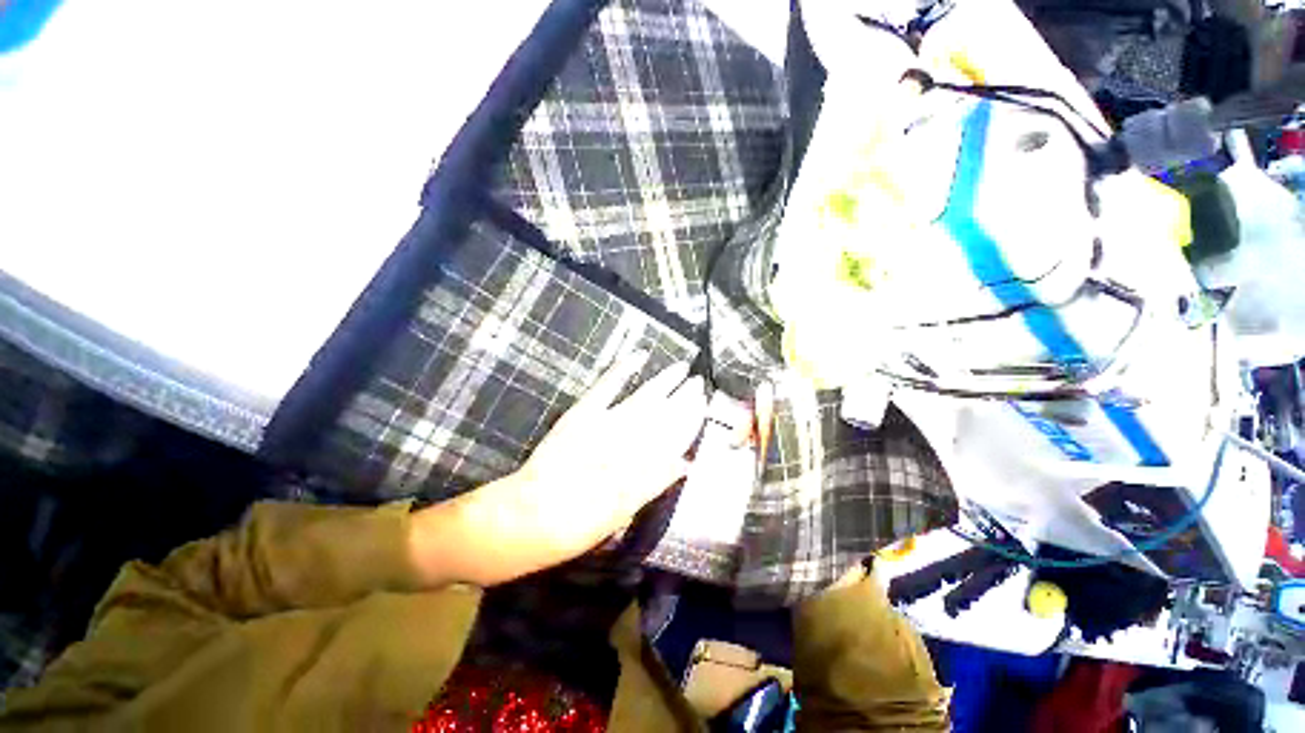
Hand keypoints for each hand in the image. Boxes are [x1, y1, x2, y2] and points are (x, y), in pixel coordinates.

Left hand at [408, 354, 707, 586]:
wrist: (526, 518)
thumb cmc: (576, 527)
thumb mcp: (621, 515)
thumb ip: (654, 484)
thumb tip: (684, 463)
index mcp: (641, 465)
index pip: (675, 435)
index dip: (691, 419)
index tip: (704, 404)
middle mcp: (628, 440)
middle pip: (663, 414)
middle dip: (683, 398)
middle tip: (699, 382)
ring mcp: (604, 423)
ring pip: (643, 398)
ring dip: (663, 383)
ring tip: (680, 369)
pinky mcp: (582, 414)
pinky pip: (606, 387)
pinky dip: (621, 370)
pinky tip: (637, 357)